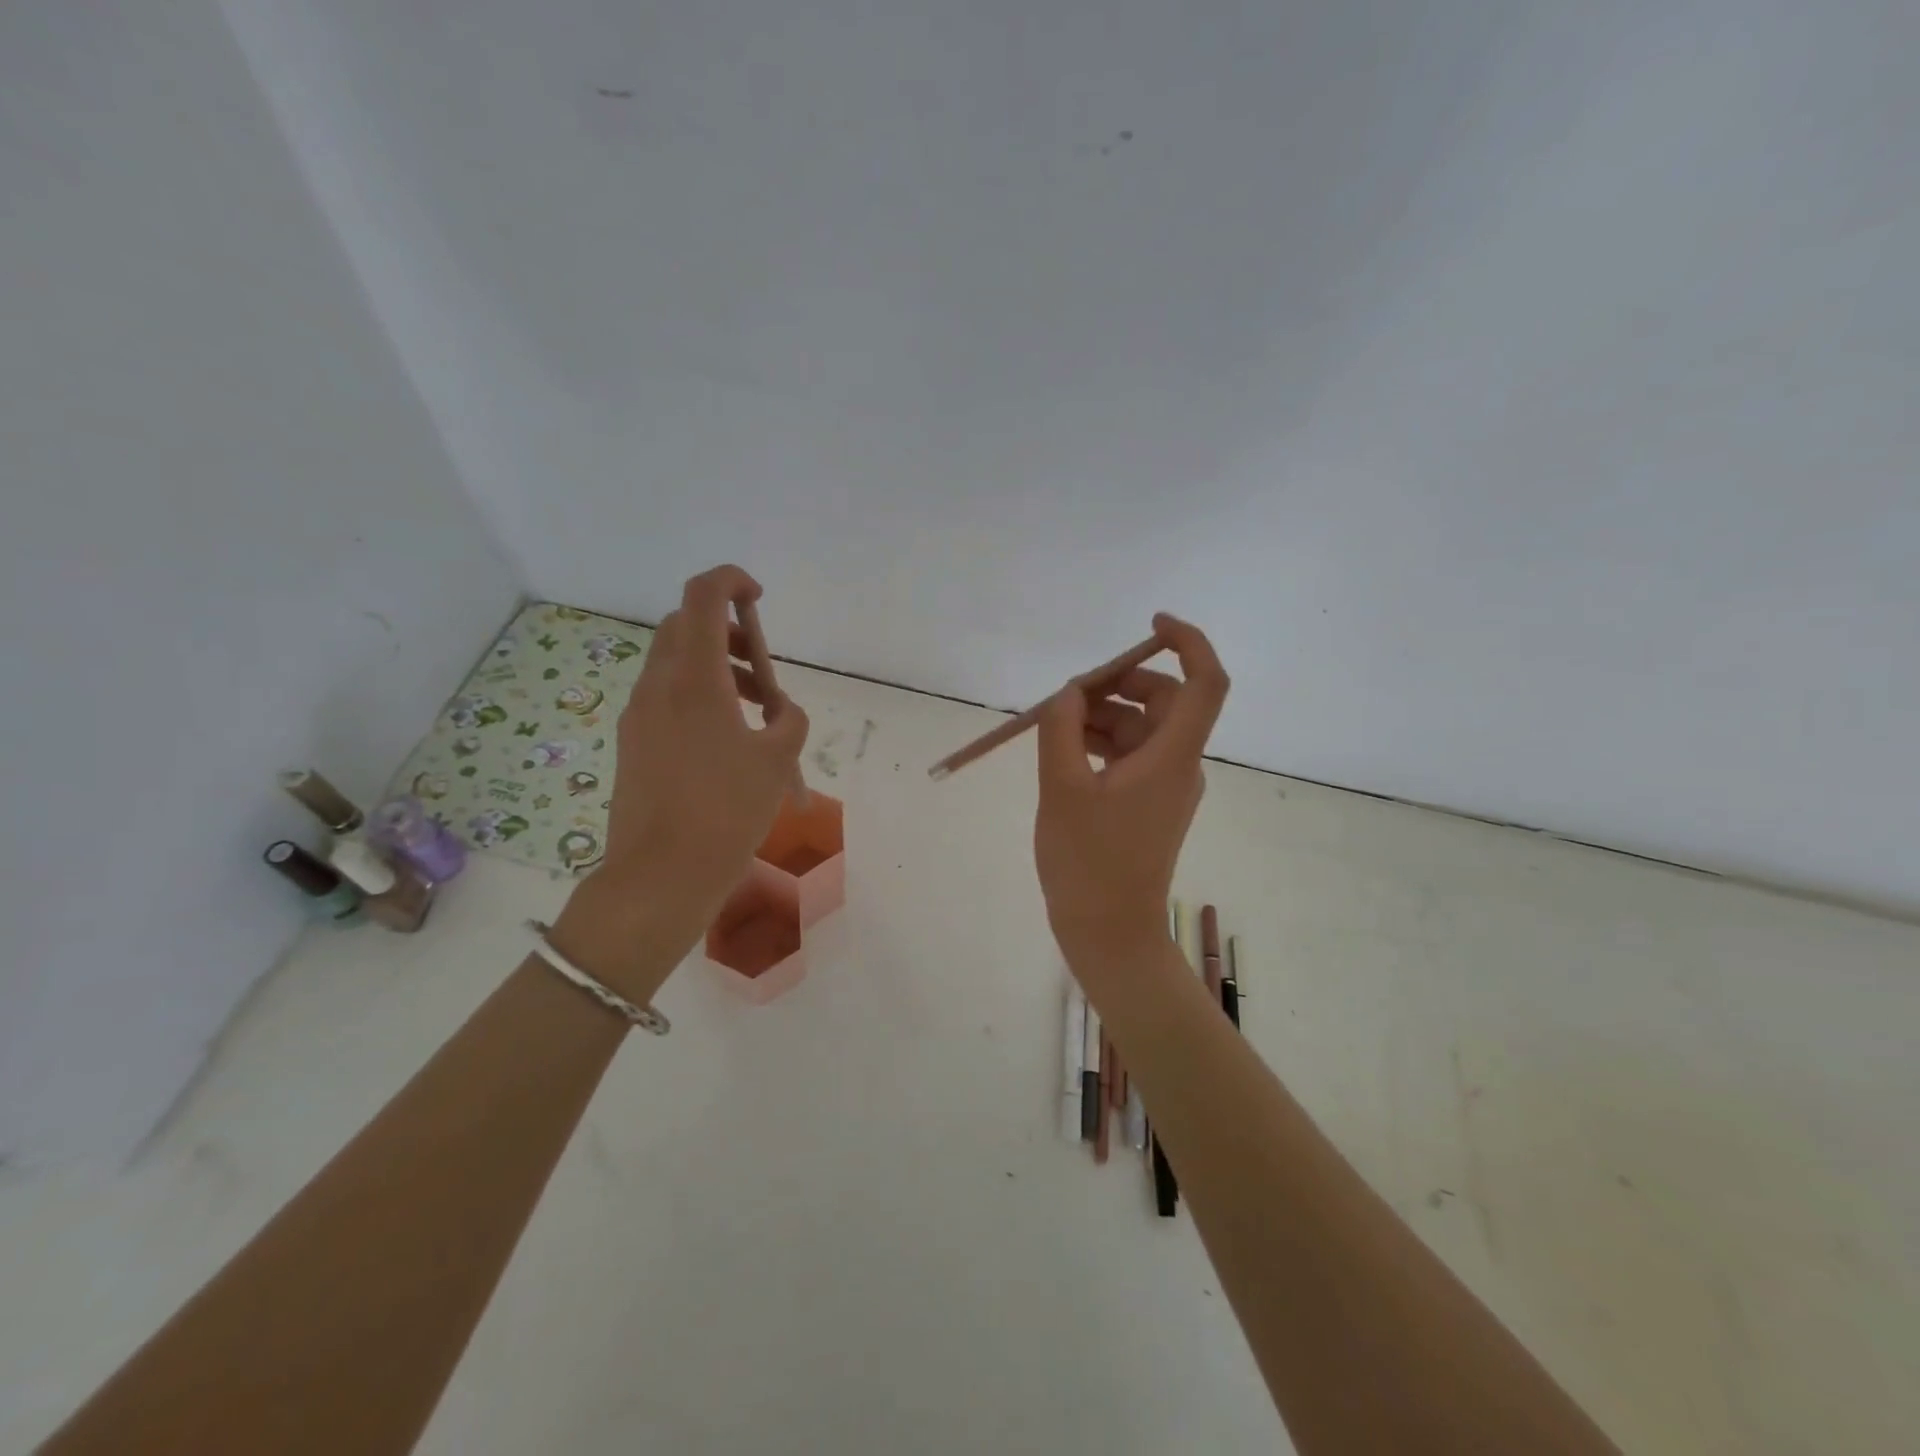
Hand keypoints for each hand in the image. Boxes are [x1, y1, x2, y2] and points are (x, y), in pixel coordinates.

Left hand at [552, 565, 808, 996]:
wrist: (661, 876)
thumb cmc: (727, 811)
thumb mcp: (778, 760)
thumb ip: (788, 720)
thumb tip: (777, 711)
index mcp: (693, 679)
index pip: (702, 596)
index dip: (730, 580)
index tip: (757, 597)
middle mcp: (657, 686)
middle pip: (685, 627)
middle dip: (727, 632)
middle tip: (761, 671)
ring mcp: (638, 716)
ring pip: (675, 665)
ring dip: (716, 669)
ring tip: (756, 716)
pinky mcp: (633, 744)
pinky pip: (667, 699)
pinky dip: (699, 699)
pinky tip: (727, 745)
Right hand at [1034, 613, 1228, 969]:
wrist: (1109, 933)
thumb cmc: (1088, 863)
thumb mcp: (1062, 788)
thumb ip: (1062, 730)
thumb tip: (1069, 694)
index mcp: (1172, 757)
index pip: (1204, 682)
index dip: (1188, 642)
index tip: (1150, 624)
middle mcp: (1179, 765)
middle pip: (1165, 700)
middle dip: (1119, 684)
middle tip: (1069, 694)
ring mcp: (1165, 786)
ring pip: (1142, 728)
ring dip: (1102, 715)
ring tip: (1053, 724)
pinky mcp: (1148, 804)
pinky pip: (1130, 755)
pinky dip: (1101, 743)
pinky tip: (1063, 749)